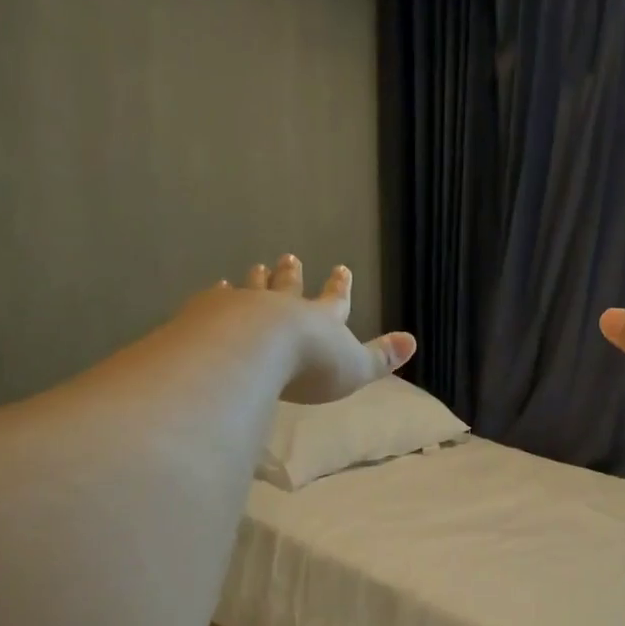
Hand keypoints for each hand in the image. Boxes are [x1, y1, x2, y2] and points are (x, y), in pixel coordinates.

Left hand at [222, 254, 416, 404]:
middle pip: (290, 287)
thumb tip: (413, 341)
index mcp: (320, 320)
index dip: (339, 288)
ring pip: (254, 288)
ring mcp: (245, 307)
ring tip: (256, 267)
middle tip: (290, 258)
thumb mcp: (355, 368)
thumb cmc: (310, 366)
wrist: (253, 351)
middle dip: (293, 274)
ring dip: (258, 279)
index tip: (341, 269)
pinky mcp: (212, 313)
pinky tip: (217, 287)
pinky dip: (219, 293)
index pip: (334, 300)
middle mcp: (283, 307)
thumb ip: (381, 357)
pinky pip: (217, 298)